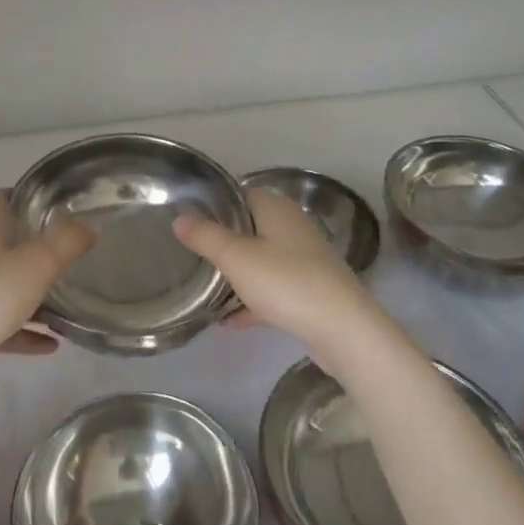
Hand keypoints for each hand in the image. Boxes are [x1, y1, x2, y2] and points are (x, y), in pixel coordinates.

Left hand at [0, 189, 95, 369]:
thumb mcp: (34, 266)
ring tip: (63, 308)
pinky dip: (21, 331)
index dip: (16, 197)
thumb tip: (90, 224)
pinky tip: (48, 345)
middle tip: (63, 258)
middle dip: (29, 249)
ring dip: (28, 295)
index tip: (43, 204)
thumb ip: (65, 244)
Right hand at [173, 188, 391, 368]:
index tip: (189, 220)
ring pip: (262, 260)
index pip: (241, 194)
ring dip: (237, 274)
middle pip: (251, 227)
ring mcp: (305, 260)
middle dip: (223, 241)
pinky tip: (230, 322)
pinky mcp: (311, 291)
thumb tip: (180, 217)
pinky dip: (253, 301)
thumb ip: (205, 236)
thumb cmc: (286, 282)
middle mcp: (294, 227)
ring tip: (206, 289)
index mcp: (277, 209)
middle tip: (192, 255)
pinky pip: (274, 290)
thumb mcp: (236, 257)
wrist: (343, 329)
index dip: (215, 205)